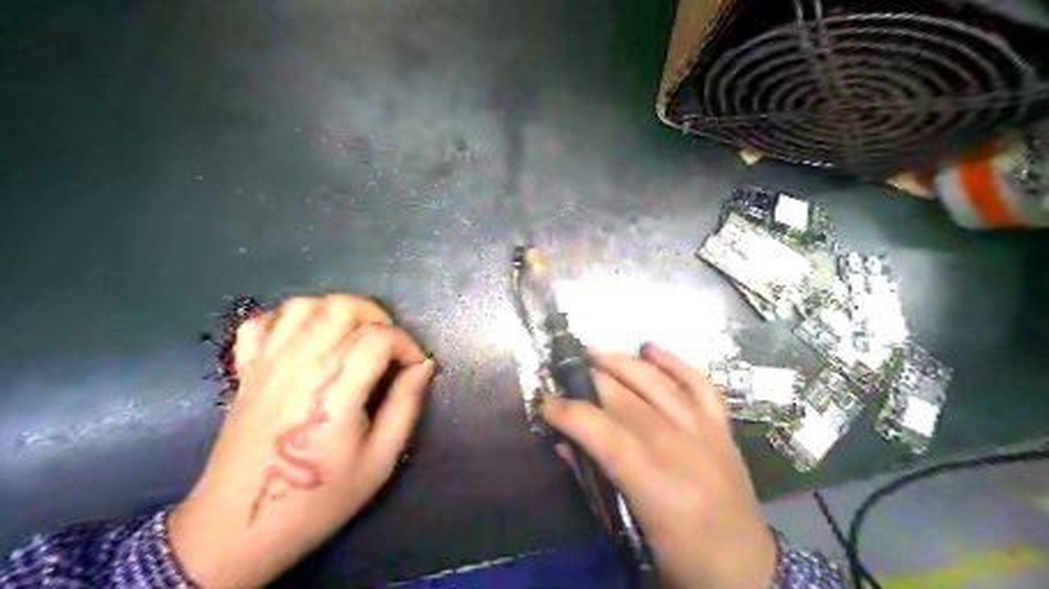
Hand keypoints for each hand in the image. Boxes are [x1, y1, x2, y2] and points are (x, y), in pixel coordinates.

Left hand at [173, 292, 434, 586]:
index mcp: (334, 390)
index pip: (379, 337)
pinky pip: (263, 322)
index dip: (407, 344)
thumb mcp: (380, 460)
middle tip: (388, 345)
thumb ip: (405, 405)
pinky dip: (290, 319)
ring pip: (305, 305)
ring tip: (354, 337)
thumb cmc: (318, 499)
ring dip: (337, 312)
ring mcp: (266, 364)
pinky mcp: (245, 370)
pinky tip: (308, 340)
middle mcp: (299, 366)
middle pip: (342, 307)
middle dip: (377, 316)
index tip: (415, 366)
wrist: (238, 528)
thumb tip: (423, 366)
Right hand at [541, 342, 777, 588]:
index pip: (601, 430)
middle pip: (625, 398)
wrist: (747, 570)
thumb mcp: (628, 528)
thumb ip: (595, 481)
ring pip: (657, 383)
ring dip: (623, 362)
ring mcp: (703, 430)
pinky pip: (699, 384)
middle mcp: (677, 445)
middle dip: (590, 380)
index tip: (546, 403)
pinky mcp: (721, 427)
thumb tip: (565, 446)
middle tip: (565, 373)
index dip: (569, 412)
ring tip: (596, 349)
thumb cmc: (681, 558)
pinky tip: (651, 348)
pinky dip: (675, 363)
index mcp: (652, 480)